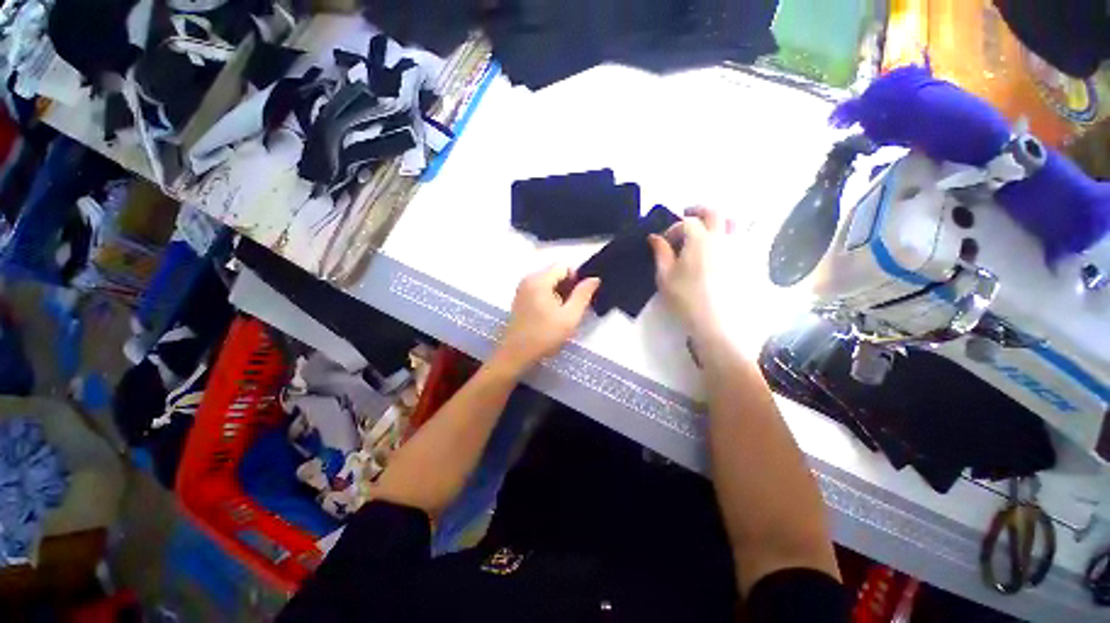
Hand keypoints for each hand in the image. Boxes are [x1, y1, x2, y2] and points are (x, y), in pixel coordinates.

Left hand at [494, 265, 600, 374]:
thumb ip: (583, 295)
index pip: (564, 267)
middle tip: (573, 308)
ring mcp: (522, 289)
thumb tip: (594, 278)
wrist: (516, 354)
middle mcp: (528, 279)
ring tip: (563, 313)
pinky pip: (539, 290)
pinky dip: (549, 297)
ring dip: (559, 293)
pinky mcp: (520, 298)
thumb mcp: (570, 316)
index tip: (580, 298)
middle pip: (555, 273)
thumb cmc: (544, 335)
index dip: (576, 279)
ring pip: (548, 282)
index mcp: (539, 280)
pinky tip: (551, 315)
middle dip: (568, 287)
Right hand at [648, 207, 734, 337]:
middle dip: (698, 211)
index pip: (686, 223)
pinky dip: (733, 235)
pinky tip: (723, 248)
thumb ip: (661, 253)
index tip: (664, 243)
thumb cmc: (686, 299)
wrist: (717, 323)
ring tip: (708, 229)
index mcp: (700, 240)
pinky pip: (745, 239)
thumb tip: (654, 237)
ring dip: (719, 220)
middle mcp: (722, 238)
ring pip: (734, 222)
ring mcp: (739, 249)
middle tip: (687, 215)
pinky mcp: (748, 262)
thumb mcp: (665, 276)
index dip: (672, 229)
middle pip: (714, 213)